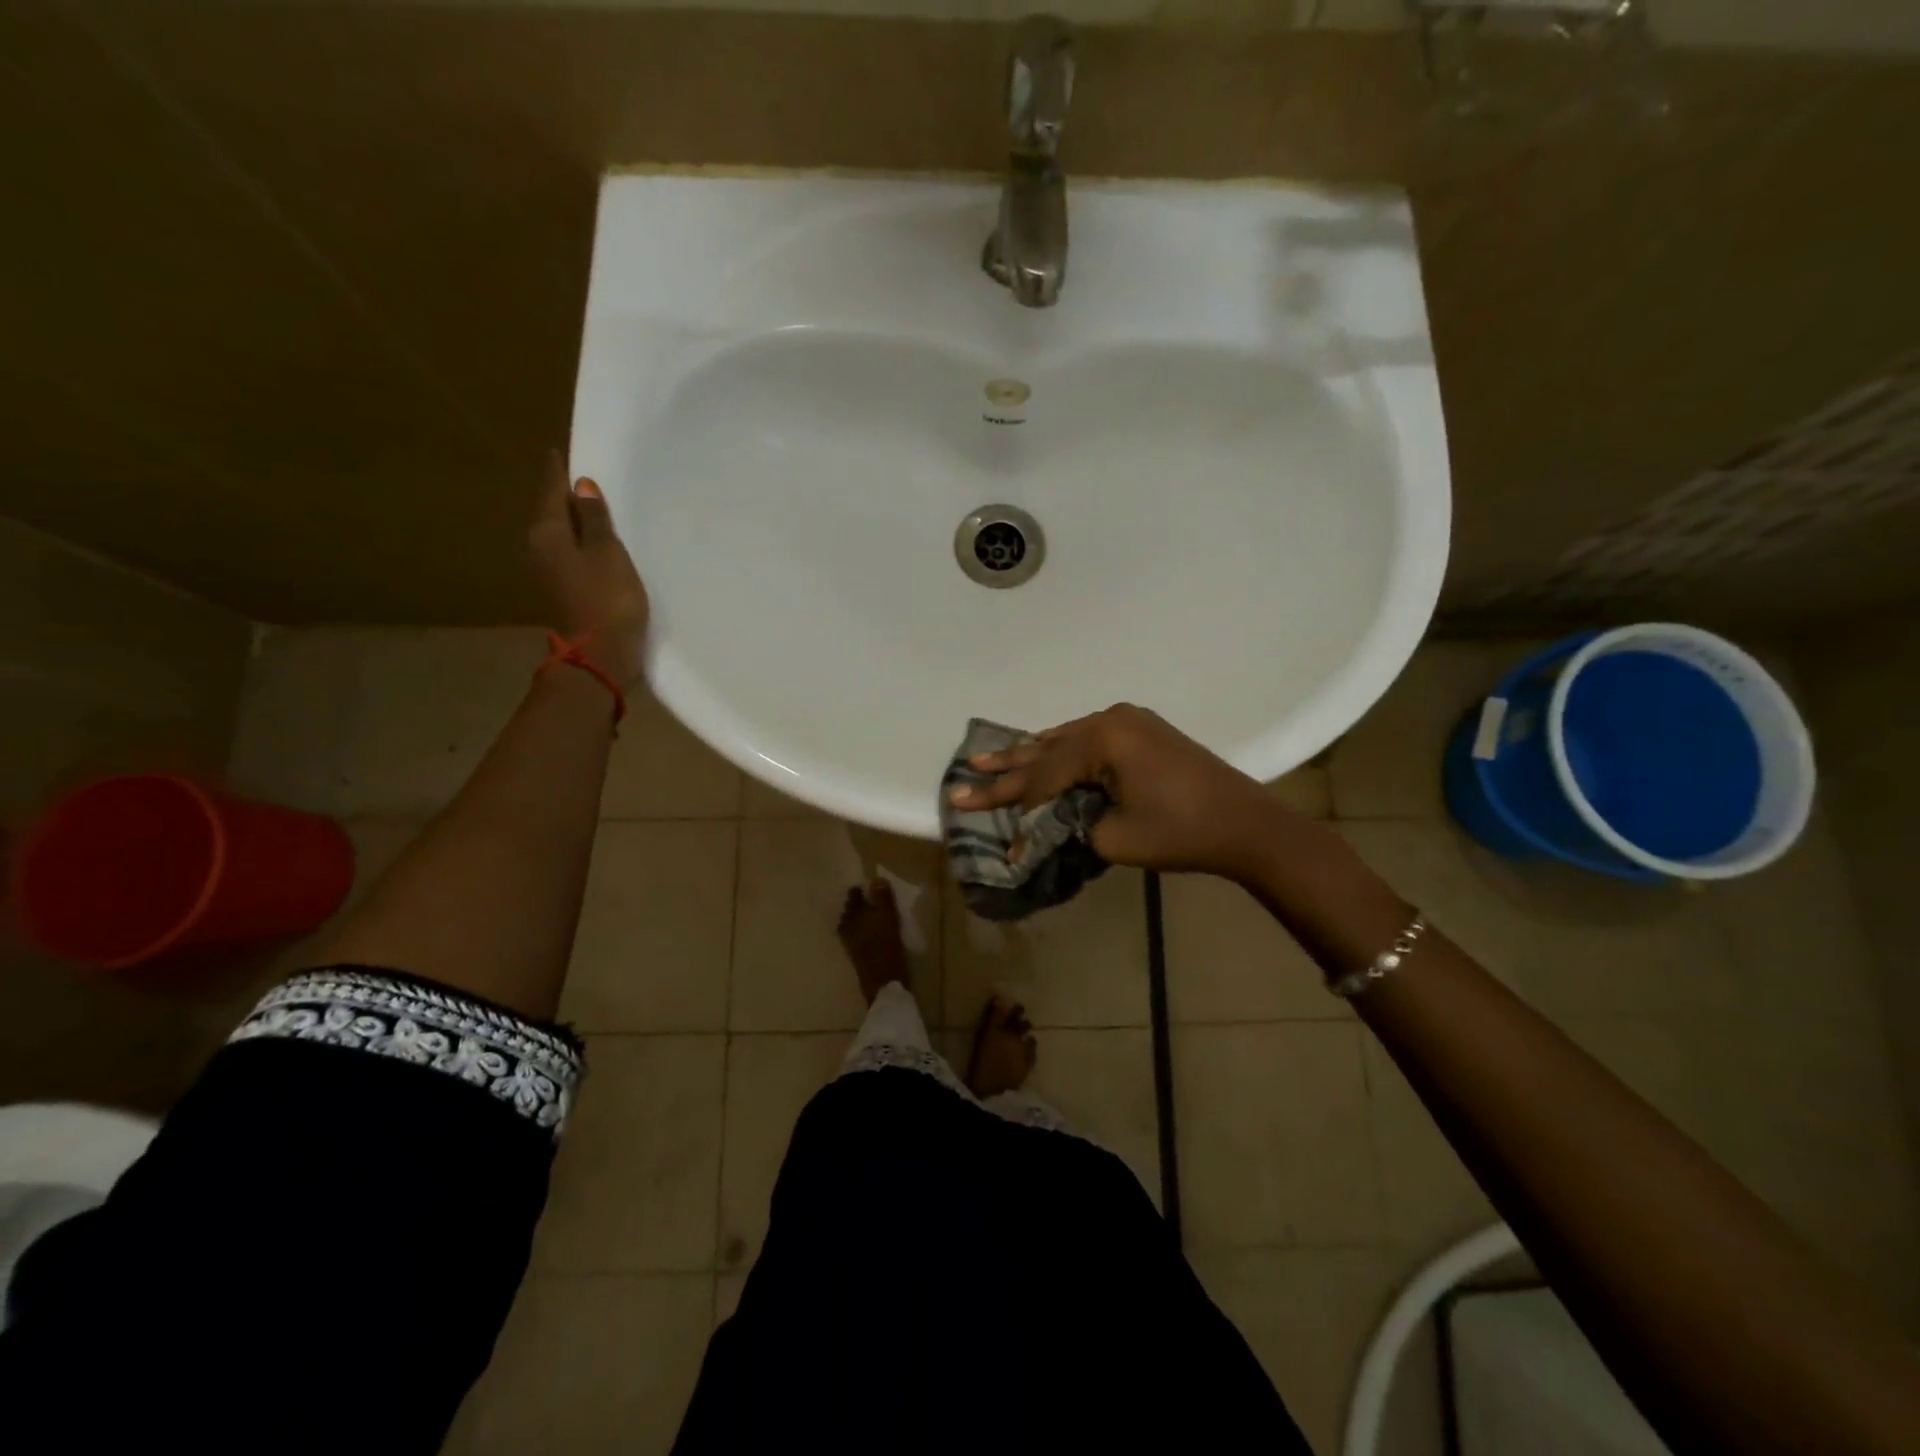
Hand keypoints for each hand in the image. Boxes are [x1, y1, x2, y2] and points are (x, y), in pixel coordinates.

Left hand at [530, 449, 649, 690]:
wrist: (600, 657)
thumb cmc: (607, 600)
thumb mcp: (608, 553)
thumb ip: (595, 520)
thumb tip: (582, 486)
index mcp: (547, 533)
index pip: (551, 491)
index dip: (558, 471)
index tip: (560, 450)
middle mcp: (540, 549)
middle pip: (552, 512)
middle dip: (565, 495)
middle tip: (582, 475)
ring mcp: (550, 574)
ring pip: (561, 535)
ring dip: (575, 521)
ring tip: (594, 506)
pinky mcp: (565, 592)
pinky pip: (572, 555)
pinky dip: (582, 544)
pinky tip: (597, 542)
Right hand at [950, 704, 1288, 881]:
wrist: (1246, 823)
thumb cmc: (1181, 832)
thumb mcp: (1115, 839)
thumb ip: (1070, 827)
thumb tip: (1049, 823)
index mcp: (1103, 740)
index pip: (1043, 777)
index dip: (1012, 805)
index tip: (980, 821)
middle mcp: (1110, 720)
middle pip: (1047, 751)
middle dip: (1007, 769)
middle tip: (965, 772)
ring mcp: (1128, 722)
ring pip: (1065, 741)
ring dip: (1030, 755)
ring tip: (988, 759)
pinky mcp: (1141, 732)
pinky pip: (1087, 740)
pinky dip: (1060, 752)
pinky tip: (1037, 750)